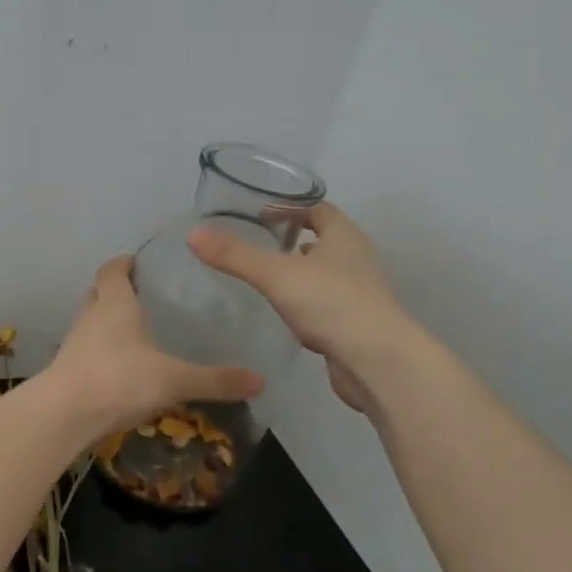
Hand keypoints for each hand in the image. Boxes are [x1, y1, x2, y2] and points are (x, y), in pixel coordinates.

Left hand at [44, 256, 264, 441]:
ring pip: (90, 321)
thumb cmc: (118, 380)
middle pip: (98, 292)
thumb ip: (215, 380)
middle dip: (116, 290)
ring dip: (106, 321)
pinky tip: (120, 367)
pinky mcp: (67, 370)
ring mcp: (75, 343)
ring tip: (135, 331)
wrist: (63, 416)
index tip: (139, 262)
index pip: (113, 270)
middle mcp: (91, 316)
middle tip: (143, 296)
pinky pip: (86, 350)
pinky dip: (101, 350)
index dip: (124, 263)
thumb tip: (261, 380)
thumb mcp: (174, 380)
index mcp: (115, 304)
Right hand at [189, 202, 411, 411]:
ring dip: (301, 273)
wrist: (377, 362)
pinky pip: (327, 305)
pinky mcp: (356, 324)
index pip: (319, 209)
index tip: (261, 215)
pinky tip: (286, 315)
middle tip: (258, 246)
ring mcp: (360, 294)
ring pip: (326, 274)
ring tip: (268, 279)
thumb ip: (235, 255)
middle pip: (324, 240)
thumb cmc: (331, 304)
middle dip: (294, 241)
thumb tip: (193, 233)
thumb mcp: (276, 275)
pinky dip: (307, 304)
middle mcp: (356, 259)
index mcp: (344, 237)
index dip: (291, 208)